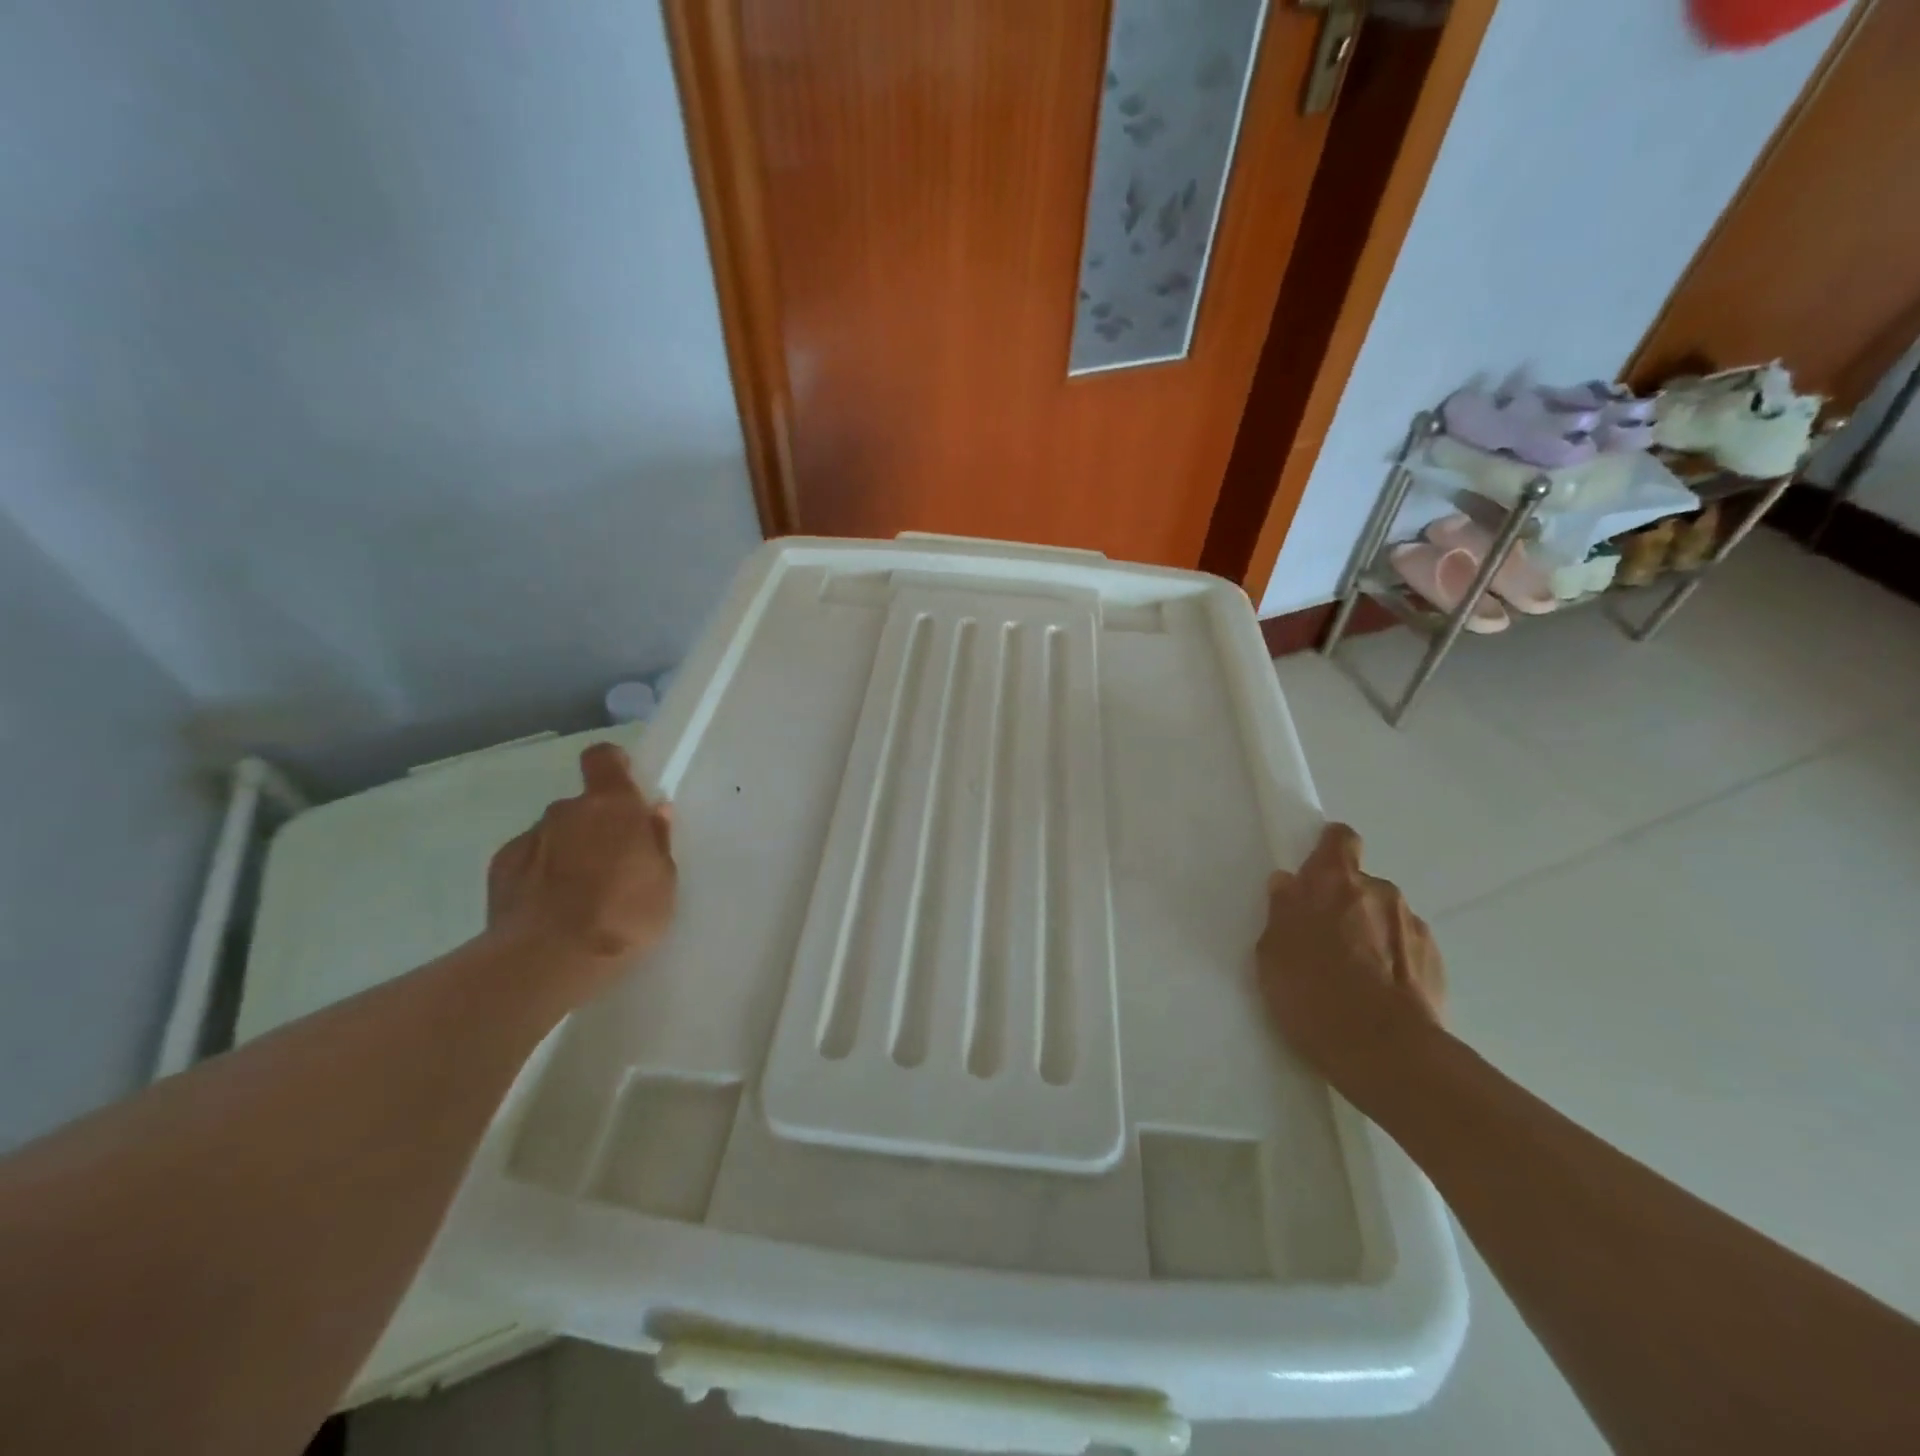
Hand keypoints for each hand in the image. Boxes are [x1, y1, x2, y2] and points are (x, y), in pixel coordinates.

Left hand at [485, 743, 676, 983]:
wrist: (547, 959)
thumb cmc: (623, 915)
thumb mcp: (663, 881)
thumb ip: (657, 841)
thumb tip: (653, 812)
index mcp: (612, 805)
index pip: (603, 758)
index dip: (612, 767)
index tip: (624, 788)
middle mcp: (566, 811)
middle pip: (583, 805)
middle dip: (596, 826)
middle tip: (613, 864)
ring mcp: (529, 838)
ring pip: (555, 834)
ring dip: (568, 852)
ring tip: (580, 895)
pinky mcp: (500, 869)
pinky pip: (530, 860)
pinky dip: (540, 875)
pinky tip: (550, 908)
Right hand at [1255, 823, 1444, 1089]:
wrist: (1385, 1051)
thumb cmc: (1313, 993)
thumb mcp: (1272, 952)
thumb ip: (1282, 910)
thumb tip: (1289, 885)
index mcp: (1334, 882)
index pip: (1340, 839)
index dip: (1328, 850)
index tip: (1315, 873)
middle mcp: (1379, 892)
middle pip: (1361, 884)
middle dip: (1345, 904)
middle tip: (1324, 940)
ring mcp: (1413, 926)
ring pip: (1384, 918)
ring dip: (1370, 934)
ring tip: (1353, 976)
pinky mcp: (1436, 962)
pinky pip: (1405, 949)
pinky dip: (1392, 963)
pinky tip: (1377, 995)